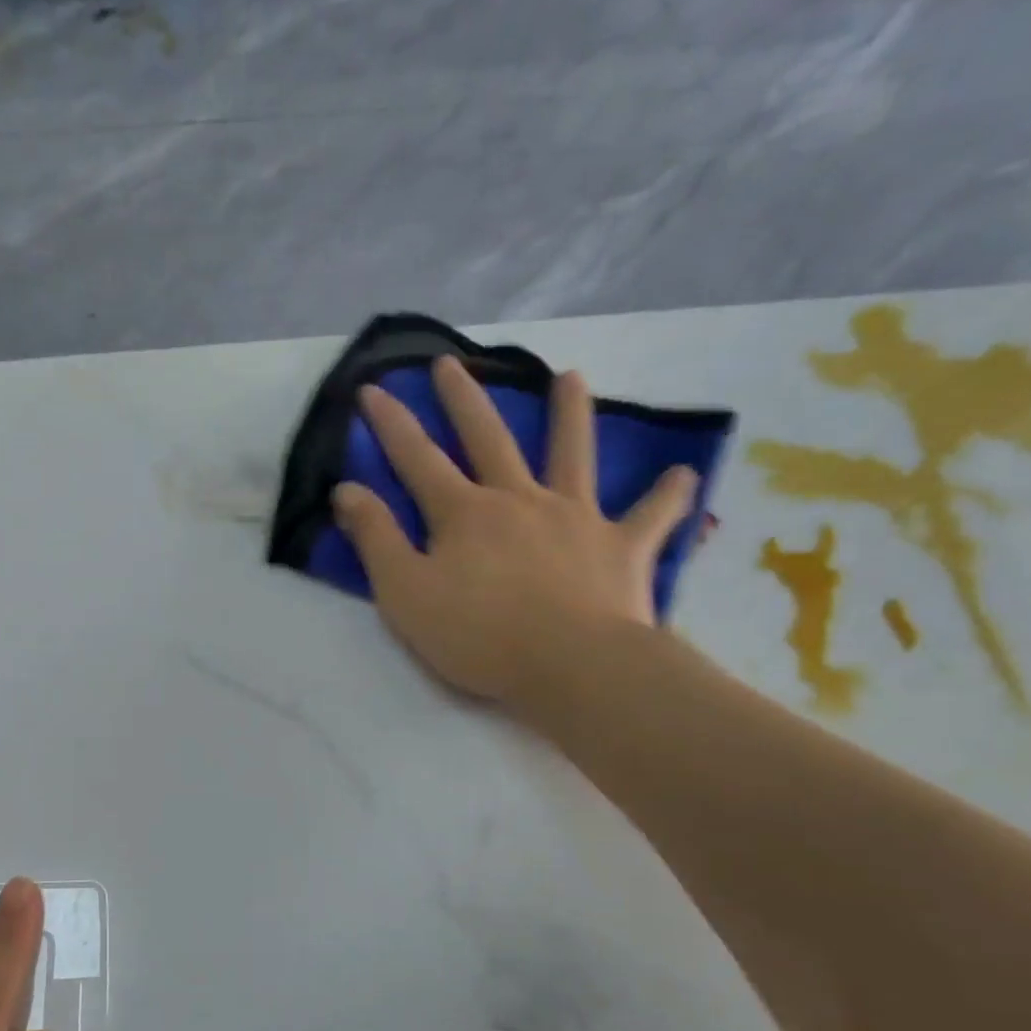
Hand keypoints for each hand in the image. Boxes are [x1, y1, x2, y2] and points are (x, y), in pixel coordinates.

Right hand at [333, 357, 697, 714]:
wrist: (571, 666)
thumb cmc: (478, 635)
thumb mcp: (405, 592)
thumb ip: (376, 539)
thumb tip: (347, 490)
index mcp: (464, 514)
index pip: (417, 459)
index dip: (391, 424)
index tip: (372, 388)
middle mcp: (519, 500)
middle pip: (489, 439)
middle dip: (464, 400)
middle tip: (451, 363)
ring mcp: (576, 518)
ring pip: (572, 454)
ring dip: (570, 414)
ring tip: (571, 376)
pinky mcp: (622, 548)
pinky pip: (650, 516)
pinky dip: (667, 495)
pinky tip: (682, 473)